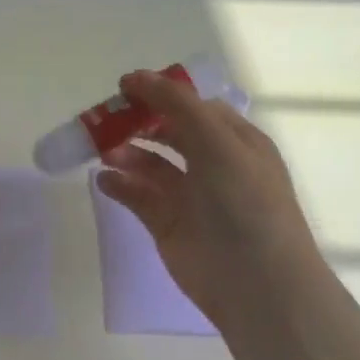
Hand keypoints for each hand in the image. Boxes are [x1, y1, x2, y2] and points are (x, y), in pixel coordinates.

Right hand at [96, 70, 322, 328]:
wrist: (257, 283)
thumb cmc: (244, 203)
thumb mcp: (217, 142)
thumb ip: (176, 105)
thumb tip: (135, 76)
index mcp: (235, 141)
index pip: (192, 106)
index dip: (159, 94)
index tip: (123, 89)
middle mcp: (214, 165)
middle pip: (167, 132)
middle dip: (136, 123)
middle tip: (102, 120)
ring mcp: (190, 196)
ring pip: (150, 164)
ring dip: (126, 153)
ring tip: (102, 151)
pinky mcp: (168, 224)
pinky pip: (138, 197)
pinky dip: (120, 186)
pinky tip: (104, 180)